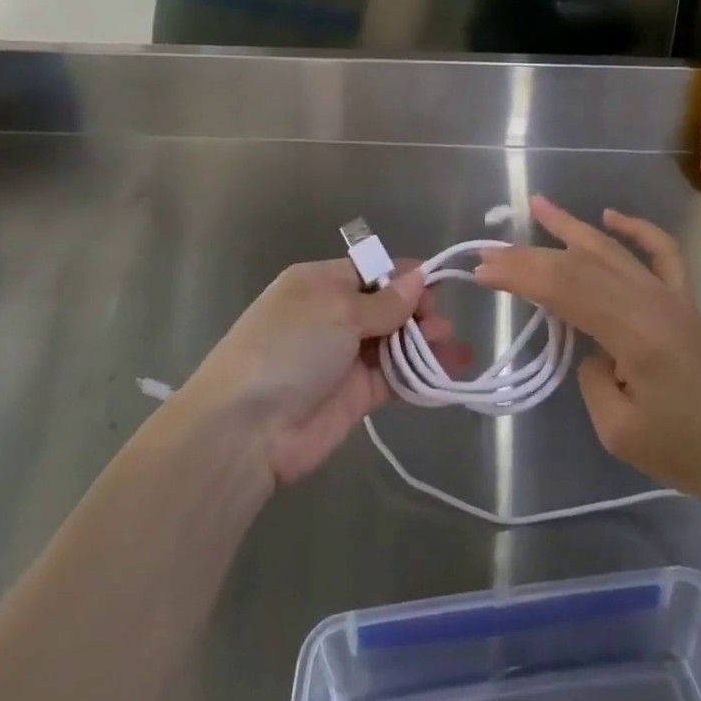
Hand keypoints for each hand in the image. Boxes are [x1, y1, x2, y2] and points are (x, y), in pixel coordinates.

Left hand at [180, 259, 470, 487]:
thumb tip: (418, 279)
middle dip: (418, 311)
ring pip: (395, 343)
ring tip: (454, 346)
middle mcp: (333, 316)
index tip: (435, 285)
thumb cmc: (289, 348)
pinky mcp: (356, 396)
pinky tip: (449, 372)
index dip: (403, 277)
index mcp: (321, 283)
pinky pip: (395, 378)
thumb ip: (384, 301)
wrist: (246, 429)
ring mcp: (344, 357)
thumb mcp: (337, 311)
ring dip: (425, 342)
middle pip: (387, 306)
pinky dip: (420, 375)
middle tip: (440, 322)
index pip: (371, 271)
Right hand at [474, 196, 700, 515]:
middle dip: (531, 256)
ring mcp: (671, 295)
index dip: (520, 276)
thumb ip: (592, 376)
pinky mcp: (685, 300)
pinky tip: (611, 216)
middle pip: (580, 265)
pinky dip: (636, 229)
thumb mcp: (619, 429)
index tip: (482, 272)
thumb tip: (589, 346)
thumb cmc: (685, 451)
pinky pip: (661, 252)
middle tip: (490, 251)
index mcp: (633, 330)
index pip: (564, 289)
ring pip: (612, 249)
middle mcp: (651, 299)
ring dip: (572, 227)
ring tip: (538, 205)